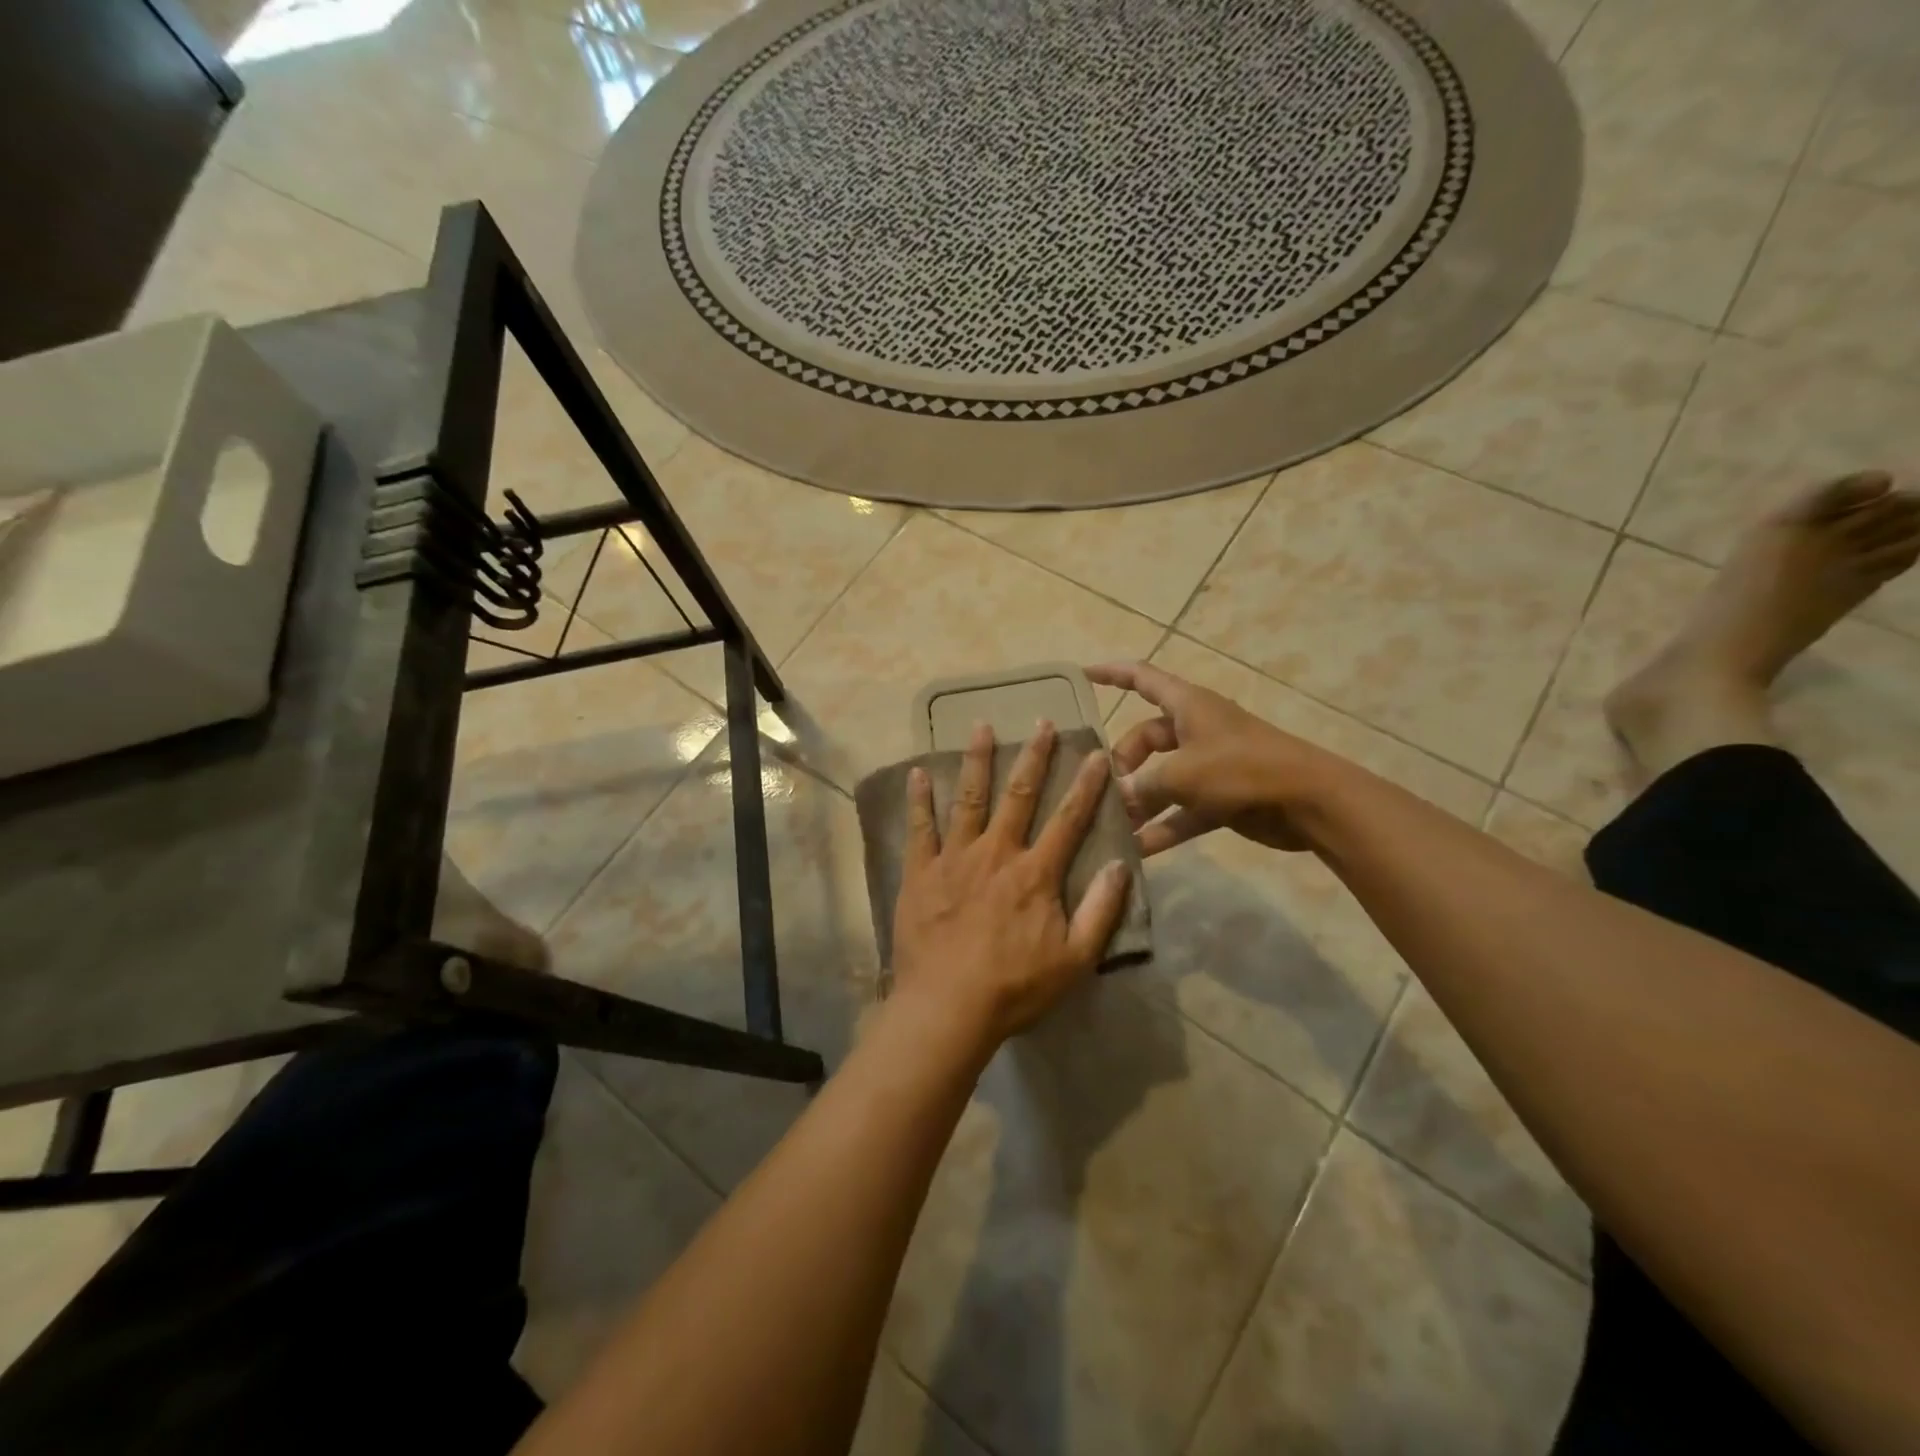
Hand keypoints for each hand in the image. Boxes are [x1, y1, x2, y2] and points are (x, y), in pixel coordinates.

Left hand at [891, 721, 1131, 1042]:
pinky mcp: (921, 872)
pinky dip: (919, 798)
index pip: (1068, 818)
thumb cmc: (1015, 987)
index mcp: (1036, 873)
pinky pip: (920, 828)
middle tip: (1041, 722)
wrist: (947, 1007)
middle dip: (1034, 756)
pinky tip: (918, 771)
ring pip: (969, 798)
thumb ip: (1101, 911)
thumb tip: (1119, 865)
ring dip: (977, 760)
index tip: (1097, 753)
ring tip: (981, 726)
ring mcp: (955, 858)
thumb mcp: (1075, 959)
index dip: (1087, 785)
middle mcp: (997, 853)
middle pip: (1019, 795)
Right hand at [1086, 661, 1330, 854]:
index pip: (1142, 678)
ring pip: (1162, 778)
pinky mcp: (1221, 798)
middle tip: (1105, 791)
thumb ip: (1143, 786)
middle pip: (1145, 738)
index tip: (1081, 675)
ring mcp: (1209, 765)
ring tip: (1112, 825)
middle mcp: (1195, 730)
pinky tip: (1139, 850)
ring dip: (1140, 801)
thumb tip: (1114, 797)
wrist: (1309, 802)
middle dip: (1122, 763)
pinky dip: (1164, 826)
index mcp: (1187, 706)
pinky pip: (1182, 810)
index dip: (1111, 674)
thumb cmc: (1242, 769)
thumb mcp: (1183, 774)